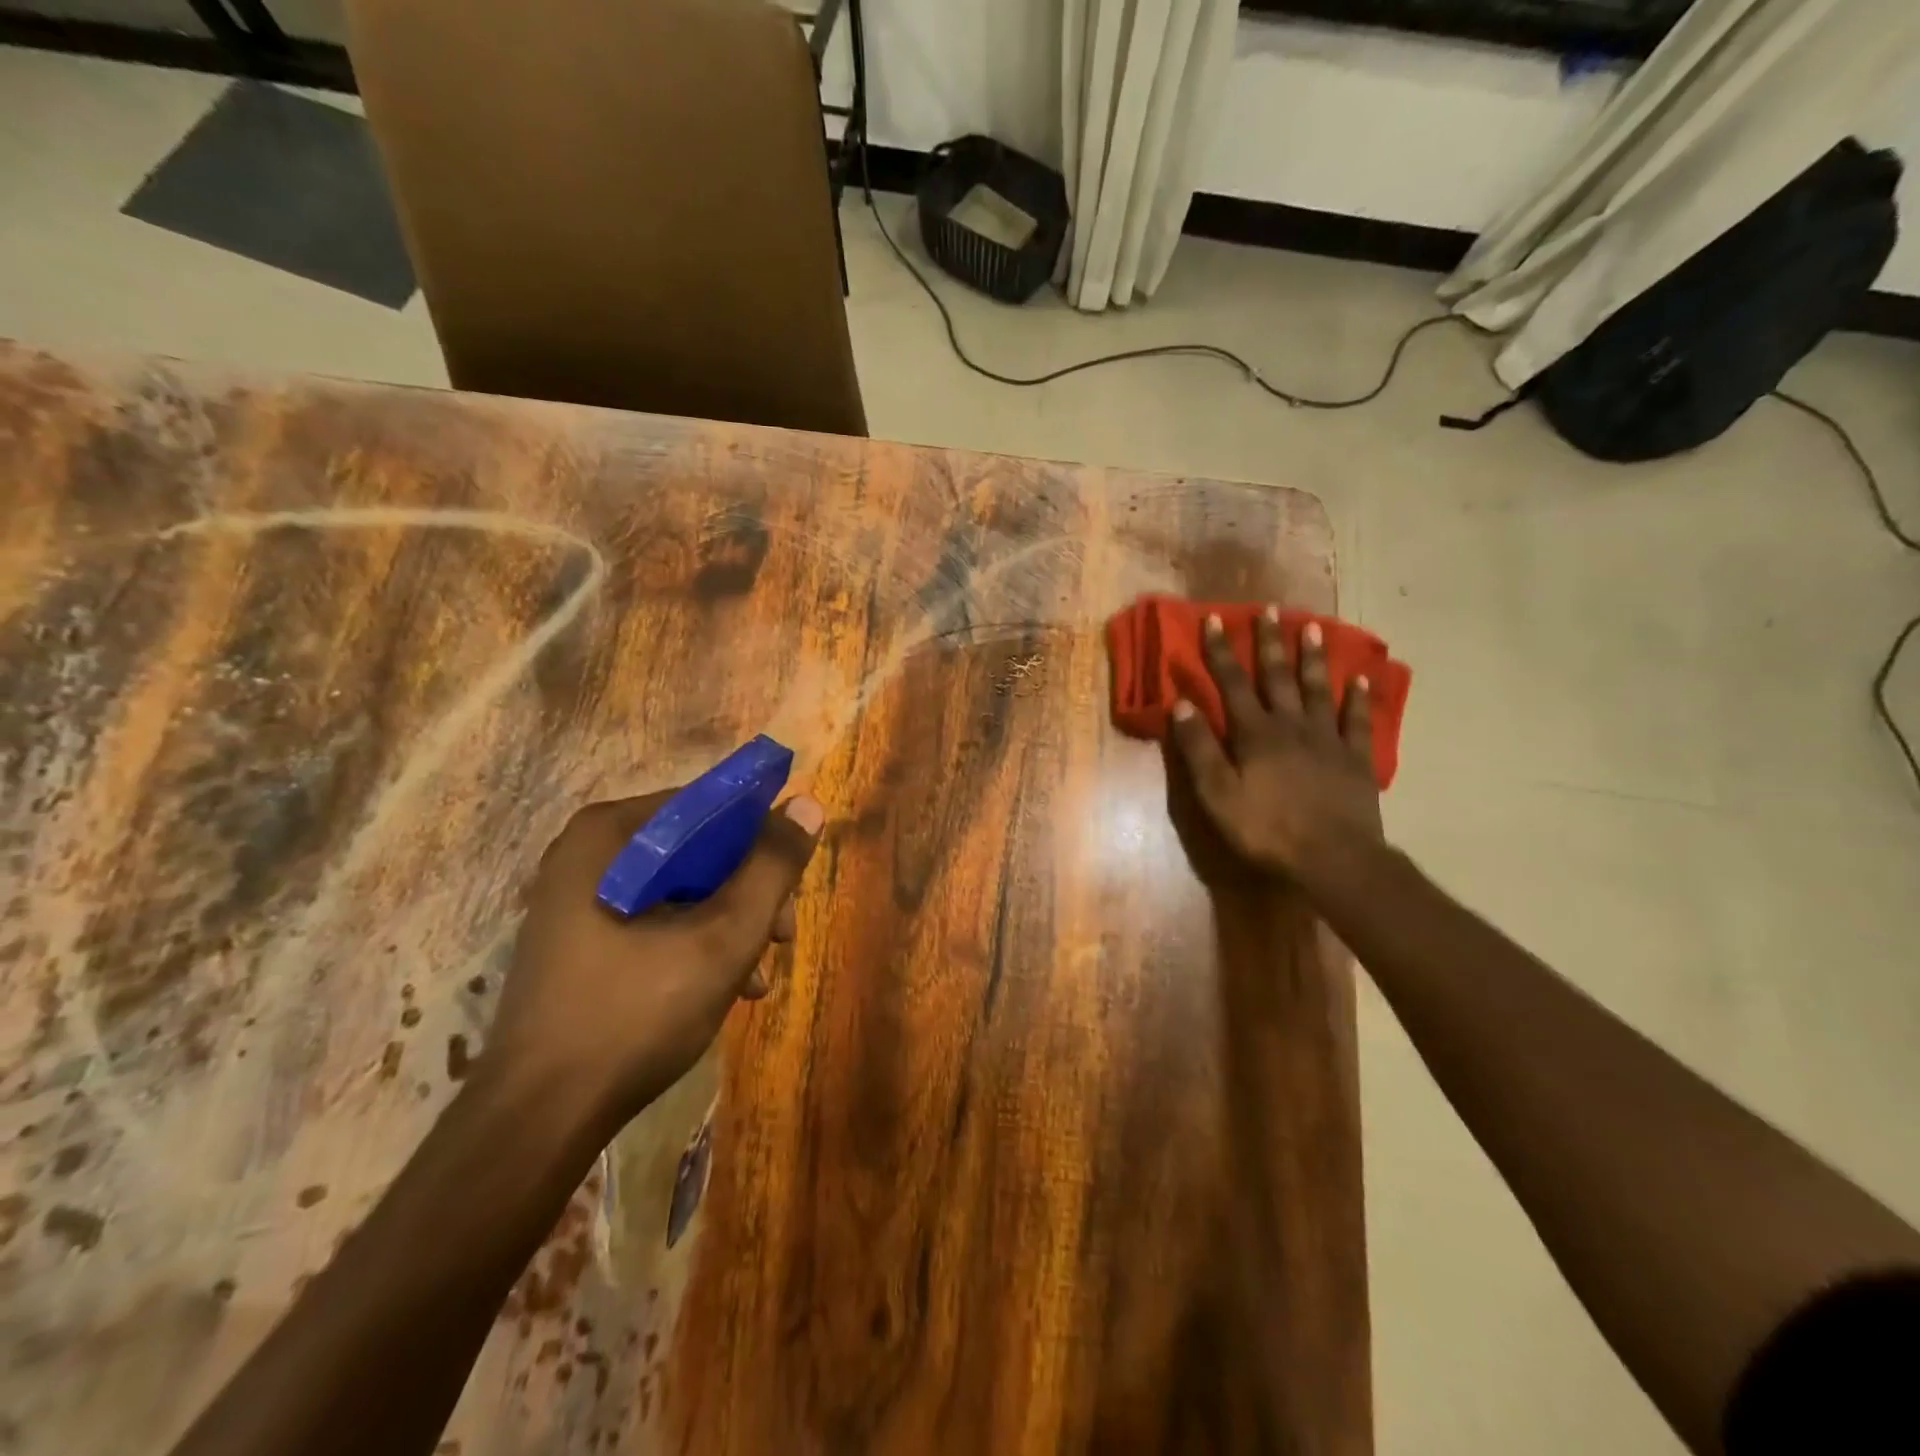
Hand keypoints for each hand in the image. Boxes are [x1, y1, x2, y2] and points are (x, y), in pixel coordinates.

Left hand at [481, 791, 824, 1129]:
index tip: (790, 886)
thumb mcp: (723, 938)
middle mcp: (588, 853)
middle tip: (780, 938)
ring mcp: (580, 897)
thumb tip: (808, 806)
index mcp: (609, 834)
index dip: (761, 839)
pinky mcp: (581, 938)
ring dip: (730, 923)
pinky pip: (656, 917)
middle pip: (698, 849)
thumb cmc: (635, 1014)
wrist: (538, 1120)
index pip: (709, 806)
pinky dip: (696, 942)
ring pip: (683, 887)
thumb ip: (772, 868)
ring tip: (757, 976)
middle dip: (749, 893)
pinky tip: (725, 988)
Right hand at [1168, 609, 1381, 881]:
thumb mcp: (1216, 794)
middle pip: (1277, 677)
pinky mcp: (1355, 758)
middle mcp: (1291, 725)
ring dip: (1313, 658)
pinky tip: (1361, 679)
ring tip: (1312, 628)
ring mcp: (1327, 739)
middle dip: (1270, 642)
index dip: (1221, 651)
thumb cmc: (1266, 829)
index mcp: (1255, 734)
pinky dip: (1359, 698)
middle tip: (1270, 609)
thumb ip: (1199, 748)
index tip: (1215, 619)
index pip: (1232, 683)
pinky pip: (1357, 720)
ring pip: (1318, 689)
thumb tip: (1181, 704)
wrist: (1333, 858)